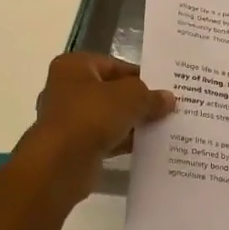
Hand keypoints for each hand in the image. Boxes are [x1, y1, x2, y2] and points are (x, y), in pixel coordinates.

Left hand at [17, 53, 175, 204]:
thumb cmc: (92, 116)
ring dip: (130, 123)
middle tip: (166, 108)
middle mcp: (66, 88)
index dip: (140, 76)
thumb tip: (168, 99)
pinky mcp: (71, 147)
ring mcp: (67, 119)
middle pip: (110, 91)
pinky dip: (121, 142)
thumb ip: (150, 95)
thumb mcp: (131, 97)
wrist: (60, 164)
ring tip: (161, 128)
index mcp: (74, 66)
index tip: (164, 88)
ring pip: (107, 116)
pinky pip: (103, 138)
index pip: (114, 65)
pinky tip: (145, 147)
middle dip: (136, 101)